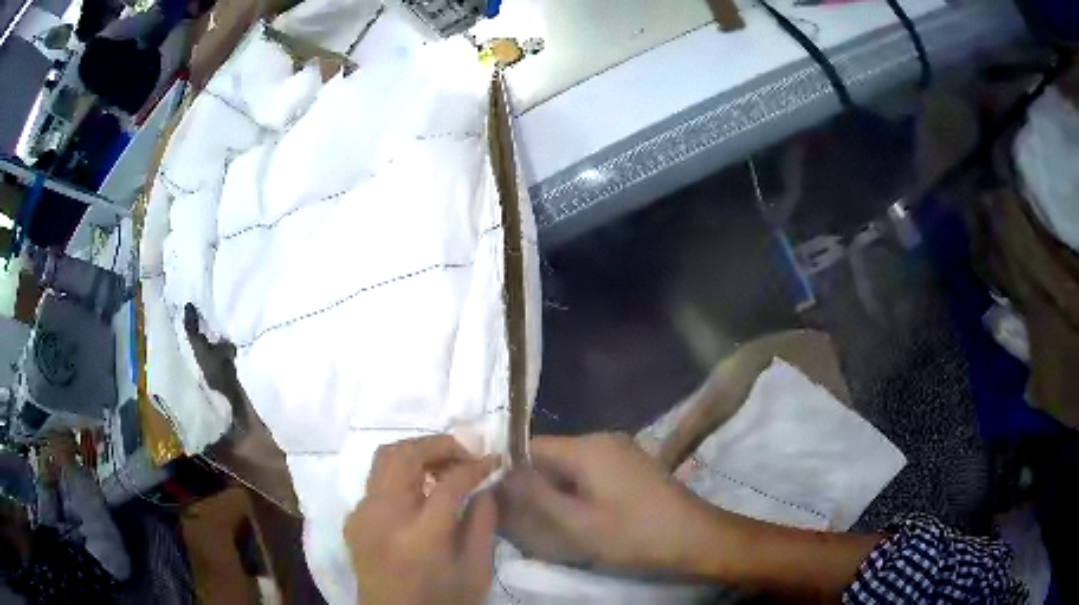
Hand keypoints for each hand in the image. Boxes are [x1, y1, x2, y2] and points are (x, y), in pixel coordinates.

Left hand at [345, 435, 499, 604]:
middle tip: (466, 454)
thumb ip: (483, 524)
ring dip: (417, 452)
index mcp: (420, 537)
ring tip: (443, 466)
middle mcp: (383, 517)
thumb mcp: (476, 571)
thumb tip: (484, 485)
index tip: (493, 459)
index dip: (475, 465)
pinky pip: (376, 480)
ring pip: (385, 457)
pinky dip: (401, 472)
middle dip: (440, 445)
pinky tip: (419, 491)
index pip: (449, 483)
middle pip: (406, 455)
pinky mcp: (353, 517)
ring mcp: (362, 515)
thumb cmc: (442, 601)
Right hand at [497, 433, 720, 573]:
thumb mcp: (577, 522)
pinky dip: (577, 488)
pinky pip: (590, 469)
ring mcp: (621, 449)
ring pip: (570, 464)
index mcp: (587, 447)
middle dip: (534, 482)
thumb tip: (501, 474)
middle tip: (524, 515)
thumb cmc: (633, 533)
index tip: (498, 497)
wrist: (693, 536)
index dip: (509, 469)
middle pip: (551, 454)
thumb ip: (535, 496)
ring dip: (556, 488)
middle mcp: (603, 438)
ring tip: (549, 519)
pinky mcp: (631, 464)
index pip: (531, 445)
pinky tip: (579, 513)